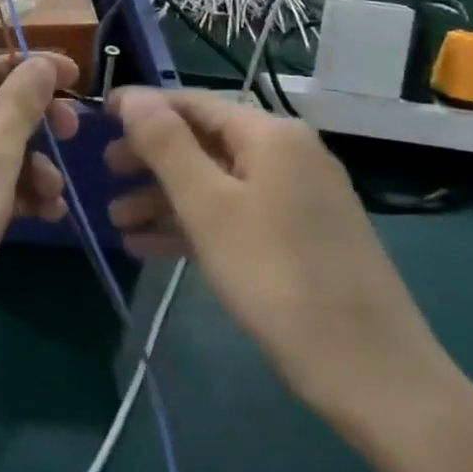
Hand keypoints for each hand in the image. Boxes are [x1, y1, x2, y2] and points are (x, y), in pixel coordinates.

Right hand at [105, 88, 460, 431]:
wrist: (374, 375)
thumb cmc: (278, 277)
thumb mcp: (208, 206)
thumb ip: (166, 145)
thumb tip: (132, 96)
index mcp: (270, 134)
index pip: (194, 103)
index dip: (144, 109)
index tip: (99, 119)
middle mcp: (289, 154)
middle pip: (204, 142)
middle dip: (150, 159)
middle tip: (104, 176)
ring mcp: (299, 198)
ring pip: (217, 183)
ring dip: (165, 199)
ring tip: (117, 223)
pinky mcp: (302, 238)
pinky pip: (237, 215)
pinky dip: (195, 225)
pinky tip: (151, 248)